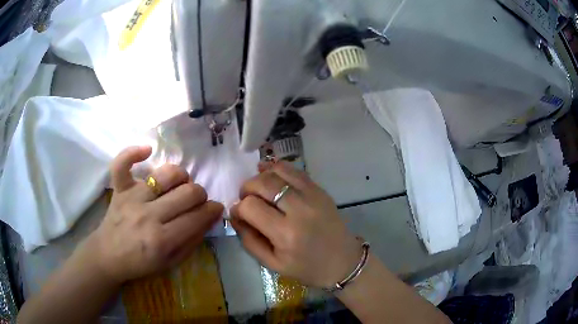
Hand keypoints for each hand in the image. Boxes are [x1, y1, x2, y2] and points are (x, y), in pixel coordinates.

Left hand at [85, 146, 222, 283]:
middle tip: (198, 201)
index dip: (213, 210)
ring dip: (181, 176)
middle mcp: (148, 216)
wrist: (109, 256)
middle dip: (201, 195)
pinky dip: (133, 153)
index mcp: (162, 240)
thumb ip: (192, 241)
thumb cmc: (141, 263)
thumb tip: (210, 218)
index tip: (216, 208)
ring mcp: (132, 198)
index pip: (197, 217)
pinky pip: (123, 163)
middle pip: (187, 193)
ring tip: (180, 184)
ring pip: (166, 174)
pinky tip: (147, 150)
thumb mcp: (171, 262)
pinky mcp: (119, 188)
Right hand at [230, 162, 361, 288]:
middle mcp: (299, 210)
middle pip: (263, 183)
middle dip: (246, 188)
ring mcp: (313, 196)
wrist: (343, 262)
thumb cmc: (307, 268)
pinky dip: (278, 168)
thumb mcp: (272, 264)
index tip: (238, 214)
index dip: (238, 208)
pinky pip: (295, 171)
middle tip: (245, 199)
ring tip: (258, 188)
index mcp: (286, 234)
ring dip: (261, 176)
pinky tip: (270, 173)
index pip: (250, 207)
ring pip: (278, 171)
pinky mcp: (320, 190)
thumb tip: (235, 215)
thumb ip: (249, 240)